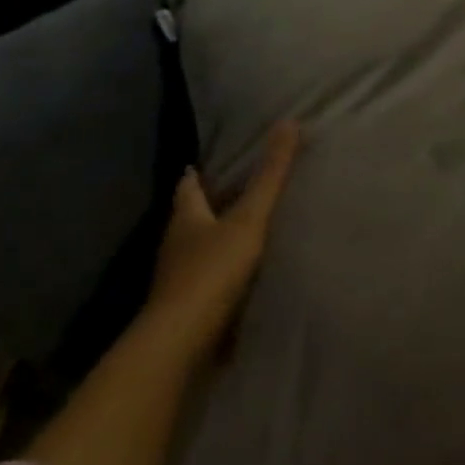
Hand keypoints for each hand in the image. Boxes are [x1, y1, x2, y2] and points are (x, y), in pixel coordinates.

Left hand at [145, 122, 301, 349]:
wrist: (182, 341)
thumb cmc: (212, 271)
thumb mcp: (249, 218)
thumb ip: (270, 176)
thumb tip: (288, 123)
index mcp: (186, 219)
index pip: (187, 188)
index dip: (195, 175)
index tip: (200, 164)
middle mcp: (176, 245)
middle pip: (191, 218)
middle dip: (208, 205)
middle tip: (234, 191)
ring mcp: (178, 279)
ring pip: (197, 250)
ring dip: (215, 240)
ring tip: (245, 231)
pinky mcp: (189, 307)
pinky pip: (207, 280)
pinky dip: (221, 272)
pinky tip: (243, 275)